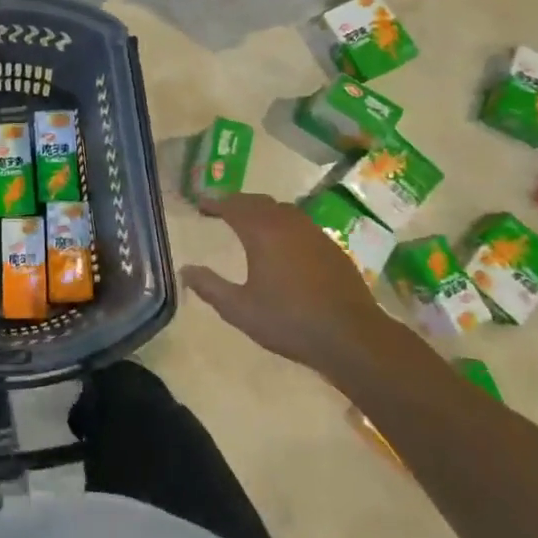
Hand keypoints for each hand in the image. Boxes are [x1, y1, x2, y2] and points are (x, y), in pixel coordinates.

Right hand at [181, 192, 392, 374]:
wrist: (352, 336)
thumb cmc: (290, 321)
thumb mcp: (240, 310)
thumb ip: (210, 287)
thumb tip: (185, 270)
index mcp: (262, 233)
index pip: (233, 206)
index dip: (214, 202)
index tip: (200, 203)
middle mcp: (288, 224)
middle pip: (258, 202)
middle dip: (237, 202)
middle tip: (221, 210)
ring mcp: (314, 233)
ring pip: (282, 210)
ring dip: (262, 210)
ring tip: (249, 222)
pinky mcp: (332, 247)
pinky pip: (300, 224)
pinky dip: (283, 223)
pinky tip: (283, 243)